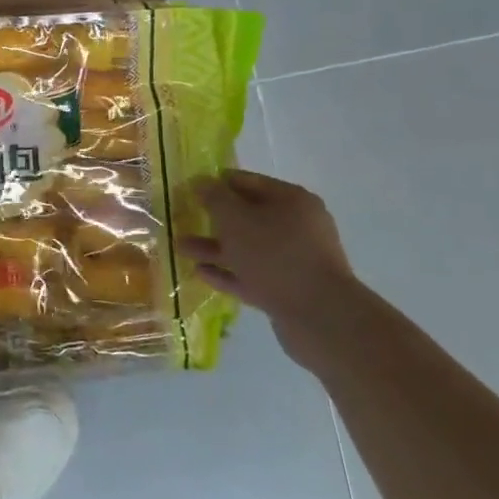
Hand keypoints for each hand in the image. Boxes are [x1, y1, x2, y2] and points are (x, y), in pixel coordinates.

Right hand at [185, 168, 362, 371]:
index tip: (188, 189)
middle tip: (182, 218)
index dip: (215, 183)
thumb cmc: (274, 254)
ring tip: (179, 247)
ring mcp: (294, 260)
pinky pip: (252, 274)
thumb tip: (200, 181)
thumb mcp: (235, 218)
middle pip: (247, 216)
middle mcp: (297, 226)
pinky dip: (227, 272)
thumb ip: (214, 197)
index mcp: (291, 200)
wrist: (319, 317)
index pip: (246, 181)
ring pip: (246, 248)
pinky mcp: (289, 289)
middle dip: (212, 218)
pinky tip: (200, 272)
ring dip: (214, 247)